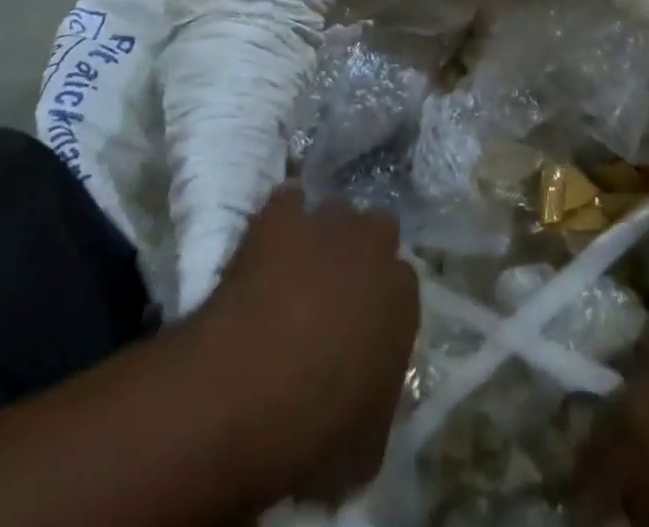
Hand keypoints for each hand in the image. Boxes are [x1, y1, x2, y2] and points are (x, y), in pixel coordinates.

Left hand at [189, 187, 418, 504]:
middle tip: (336, 287)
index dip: (380, 305)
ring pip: (335, 210)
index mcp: (402, 298)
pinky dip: (281, 215)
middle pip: (378, 230)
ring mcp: (326, 225)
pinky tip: (269, 238)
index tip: (361, 328)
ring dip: (323, 232)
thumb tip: (368, 402)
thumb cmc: (313, 431)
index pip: (403, 286)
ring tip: (299, 263)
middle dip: (362, 251)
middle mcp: (373, 248)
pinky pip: (287, 200)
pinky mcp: (280, 217)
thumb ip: (377, 408)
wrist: (245, 391)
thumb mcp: (364, 448)